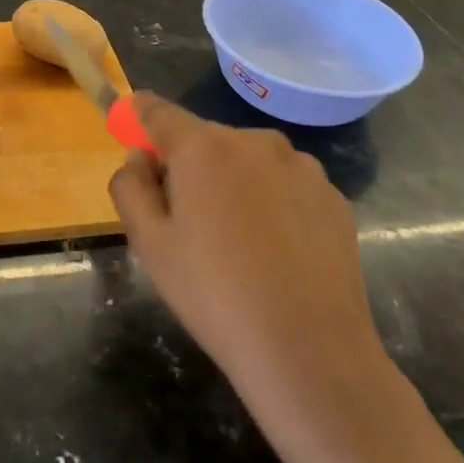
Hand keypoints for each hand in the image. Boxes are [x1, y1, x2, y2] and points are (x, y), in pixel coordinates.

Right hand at [110, 94, 392, 421]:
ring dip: (232, 181)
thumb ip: (130, 186)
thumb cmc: (214, 293)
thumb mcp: (148, 243)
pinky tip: (275, 250)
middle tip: (184, 217)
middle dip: (188, 164)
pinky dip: (272, 201)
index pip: (159, 111)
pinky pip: (285, 184)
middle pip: (205, 138)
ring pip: (248, 160)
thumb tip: (140, 158)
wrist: (309, 351)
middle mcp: (254, 141)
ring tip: (237, 240)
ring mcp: (301, 166)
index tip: (132, 128)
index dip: (140, 116)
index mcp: (203, 147)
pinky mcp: (333, 196)